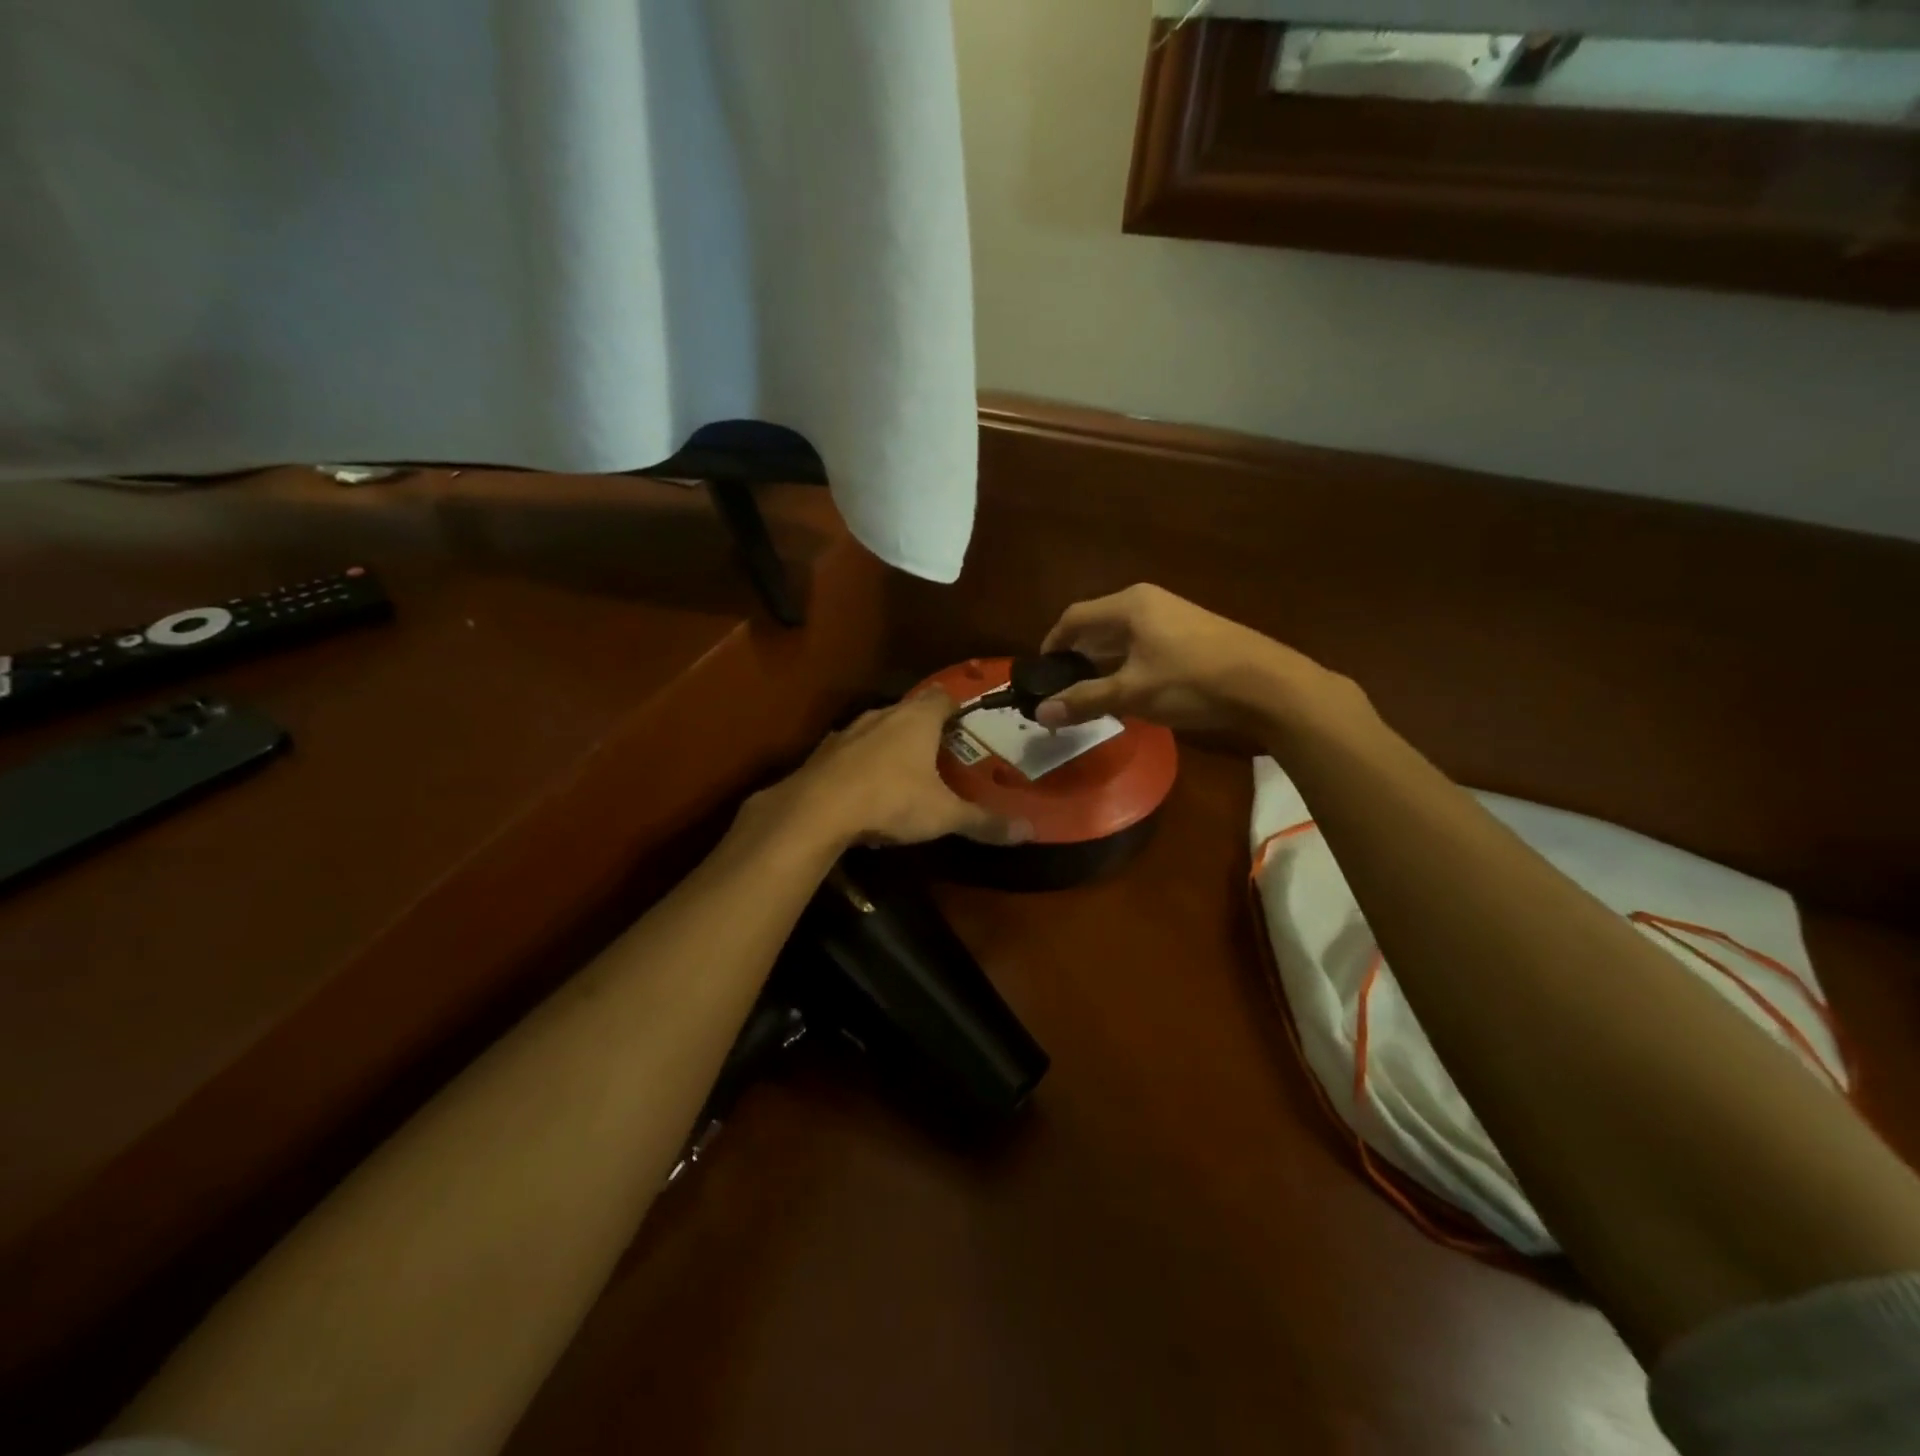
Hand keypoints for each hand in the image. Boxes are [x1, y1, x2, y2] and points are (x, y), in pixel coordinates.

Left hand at [758, 690, 1030, 850]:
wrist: (816, 810)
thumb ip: (984, 821)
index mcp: (917, 719)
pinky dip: (862, 763)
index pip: (943, 696)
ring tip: (904, 771)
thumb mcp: (944, 815)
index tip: (967, 723)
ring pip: (877, 729)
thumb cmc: (891, 800)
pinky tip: (866, 789)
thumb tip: (1029, 831)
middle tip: (941, 752)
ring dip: (890, 744)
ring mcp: (848, 731)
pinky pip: (851, 751)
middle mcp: (882, 714)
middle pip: (909, 711)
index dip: (956, 707)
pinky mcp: (823, 753)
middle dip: (925, 728)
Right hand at [1034, 584, 1333, 736]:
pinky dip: (1128, 667)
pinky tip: (1131, 694)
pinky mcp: (1191, 634)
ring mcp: (1173, 616)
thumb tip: (1041, 713)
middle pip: (1097, 627)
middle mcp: (1148, 602)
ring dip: (1103, 665)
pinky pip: (1144, 646)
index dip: (1052, 644)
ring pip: (1122, 639)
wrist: (1267, 684)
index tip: (1041, 673)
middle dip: (1077, 659)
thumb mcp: (1132, 693)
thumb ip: (1084, 700)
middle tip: (1063, 691)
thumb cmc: (1191, 681)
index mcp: (1128, 606)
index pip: (1074, 618)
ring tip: (1092, 697)